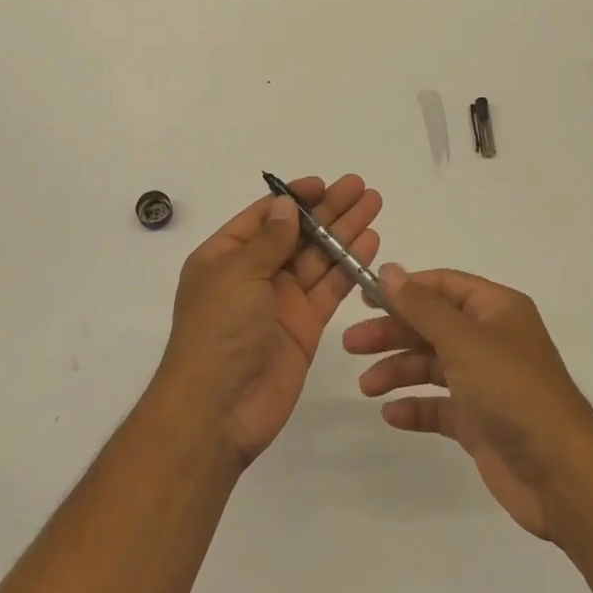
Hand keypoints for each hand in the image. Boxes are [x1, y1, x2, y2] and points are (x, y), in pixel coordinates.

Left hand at [157, 175, 381, 466]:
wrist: (218, 409)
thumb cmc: (218, 330)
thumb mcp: (237, 274)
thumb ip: (269, 240)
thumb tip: (286, 206)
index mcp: (224, 257)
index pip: (264, 217)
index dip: (294, 198)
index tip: (323, 183)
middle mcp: (253, 275)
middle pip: (296, 233)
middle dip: (328, 209)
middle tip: (361, 187)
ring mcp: (280, 301)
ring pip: (318, 257)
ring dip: (344, 231)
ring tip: (373, 204)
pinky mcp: (304, 326)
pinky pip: (330, 288)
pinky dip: (349, 265)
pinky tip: (370, 242)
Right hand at [344, 265, 592, 540]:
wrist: (561, 474)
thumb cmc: (512, 391)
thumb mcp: (463, 340)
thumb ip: (421, 306)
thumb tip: (389, 269)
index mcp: (496, 310)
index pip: (442, 286)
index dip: (403, 289)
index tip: (363, 297)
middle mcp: (491, 340)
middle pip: (431, 326)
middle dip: (392, 333)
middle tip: (351, 344)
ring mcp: (486, 382)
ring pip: (431, 365)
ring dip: (398, 371)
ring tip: (366, 387)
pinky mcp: (480, 421)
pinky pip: (440, 406)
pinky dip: (416, 407)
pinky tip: (392, 415)